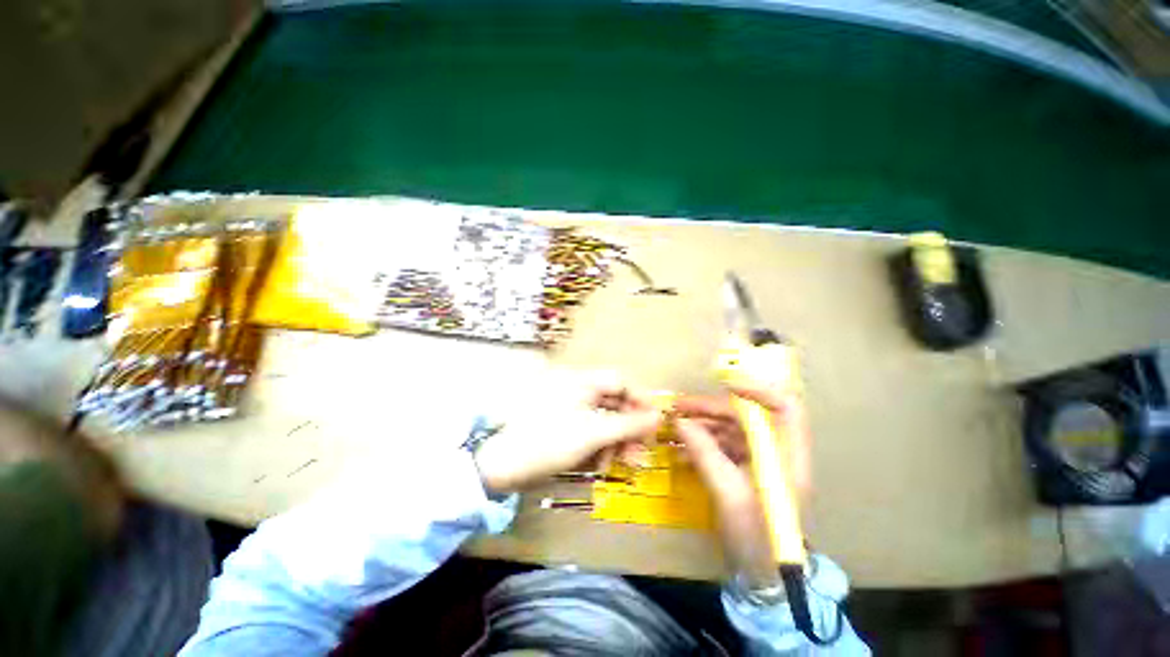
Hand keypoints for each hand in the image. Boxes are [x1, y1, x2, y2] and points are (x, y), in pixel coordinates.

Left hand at [472, 375, 662, 493]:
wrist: (500, 465)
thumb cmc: (549, 441)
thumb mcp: (593, 434)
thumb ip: (627, 425)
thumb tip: (659, 417)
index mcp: (581, 381)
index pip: (620, 381)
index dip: (640, 400)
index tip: (655, 423)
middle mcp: (576, 388)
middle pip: (613, 403)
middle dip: (627, 429)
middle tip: (638, 455)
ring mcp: (568, 407)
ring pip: (601, 420)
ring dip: (613, 442)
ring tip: (617, 465)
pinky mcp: (562, 425)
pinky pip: (587, 431)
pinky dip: (596, 446)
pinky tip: (597, 465)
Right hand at [674, 384, 810, 589]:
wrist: (762, 576)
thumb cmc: (755, 538)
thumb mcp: (727, 494)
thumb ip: (704, 453)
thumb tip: (680, 422)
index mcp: (786, 456)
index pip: (783, 407)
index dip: (757, 390)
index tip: (722, 386)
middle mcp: (776, 451)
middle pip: (746, 416)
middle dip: (711, 408)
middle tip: (679, 408)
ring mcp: (761, 460)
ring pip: (731, 429)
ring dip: (702, 425)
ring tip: (674, 427)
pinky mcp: (746, 469)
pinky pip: (723, 445)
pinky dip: (703, 443)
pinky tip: (682, 448)